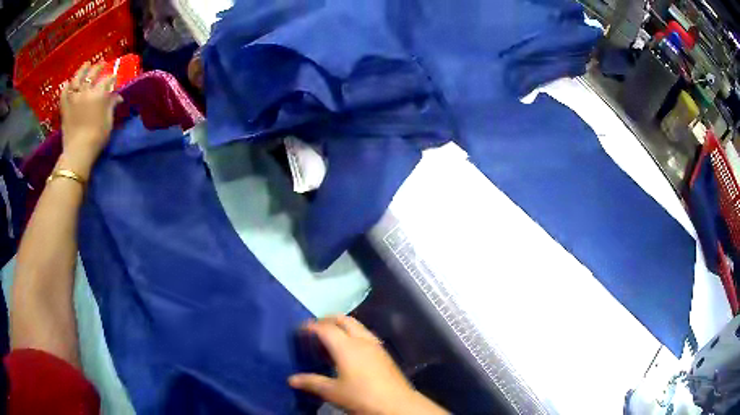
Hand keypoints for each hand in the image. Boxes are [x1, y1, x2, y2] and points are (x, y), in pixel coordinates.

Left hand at [59, 62, 122, 178]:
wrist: (78, 152)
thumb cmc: (97, 138)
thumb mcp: (108, 122)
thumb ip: (111, 106)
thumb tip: (117, 97)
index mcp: (99, 94)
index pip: (108, 80)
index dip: (112, 78)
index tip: (114, 79)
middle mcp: (86, 91)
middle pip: (93, 73)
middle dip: (98, 68)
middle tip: (102, 64)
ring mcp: (73, 98)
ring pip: (78, 78)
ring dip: (83, 70)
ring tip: (86, 65)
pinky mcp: (65, 107)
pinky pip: (64, 93)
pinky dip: (66, 87)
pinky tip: (69, 83)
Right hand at [289, 316, 447, 414]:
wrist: (397, 404)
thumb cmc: (362, 397)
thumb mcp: (333, 392)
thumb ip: (312, 382)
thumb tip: (291, 379)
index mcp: (346, 346)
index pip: (325, 328)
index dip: (311, 326)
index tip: (300, 330)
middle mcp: (361, 340)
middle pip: (343, 319)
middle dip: (328, 320)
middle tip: (315, 329)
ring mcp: (375, 345)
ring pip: (357, 325)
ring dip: (342, 326)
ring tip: (330, 339)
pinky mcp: (384, 353)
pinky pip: (365, 335)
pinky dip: (353, 334)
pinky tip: (349, 350)